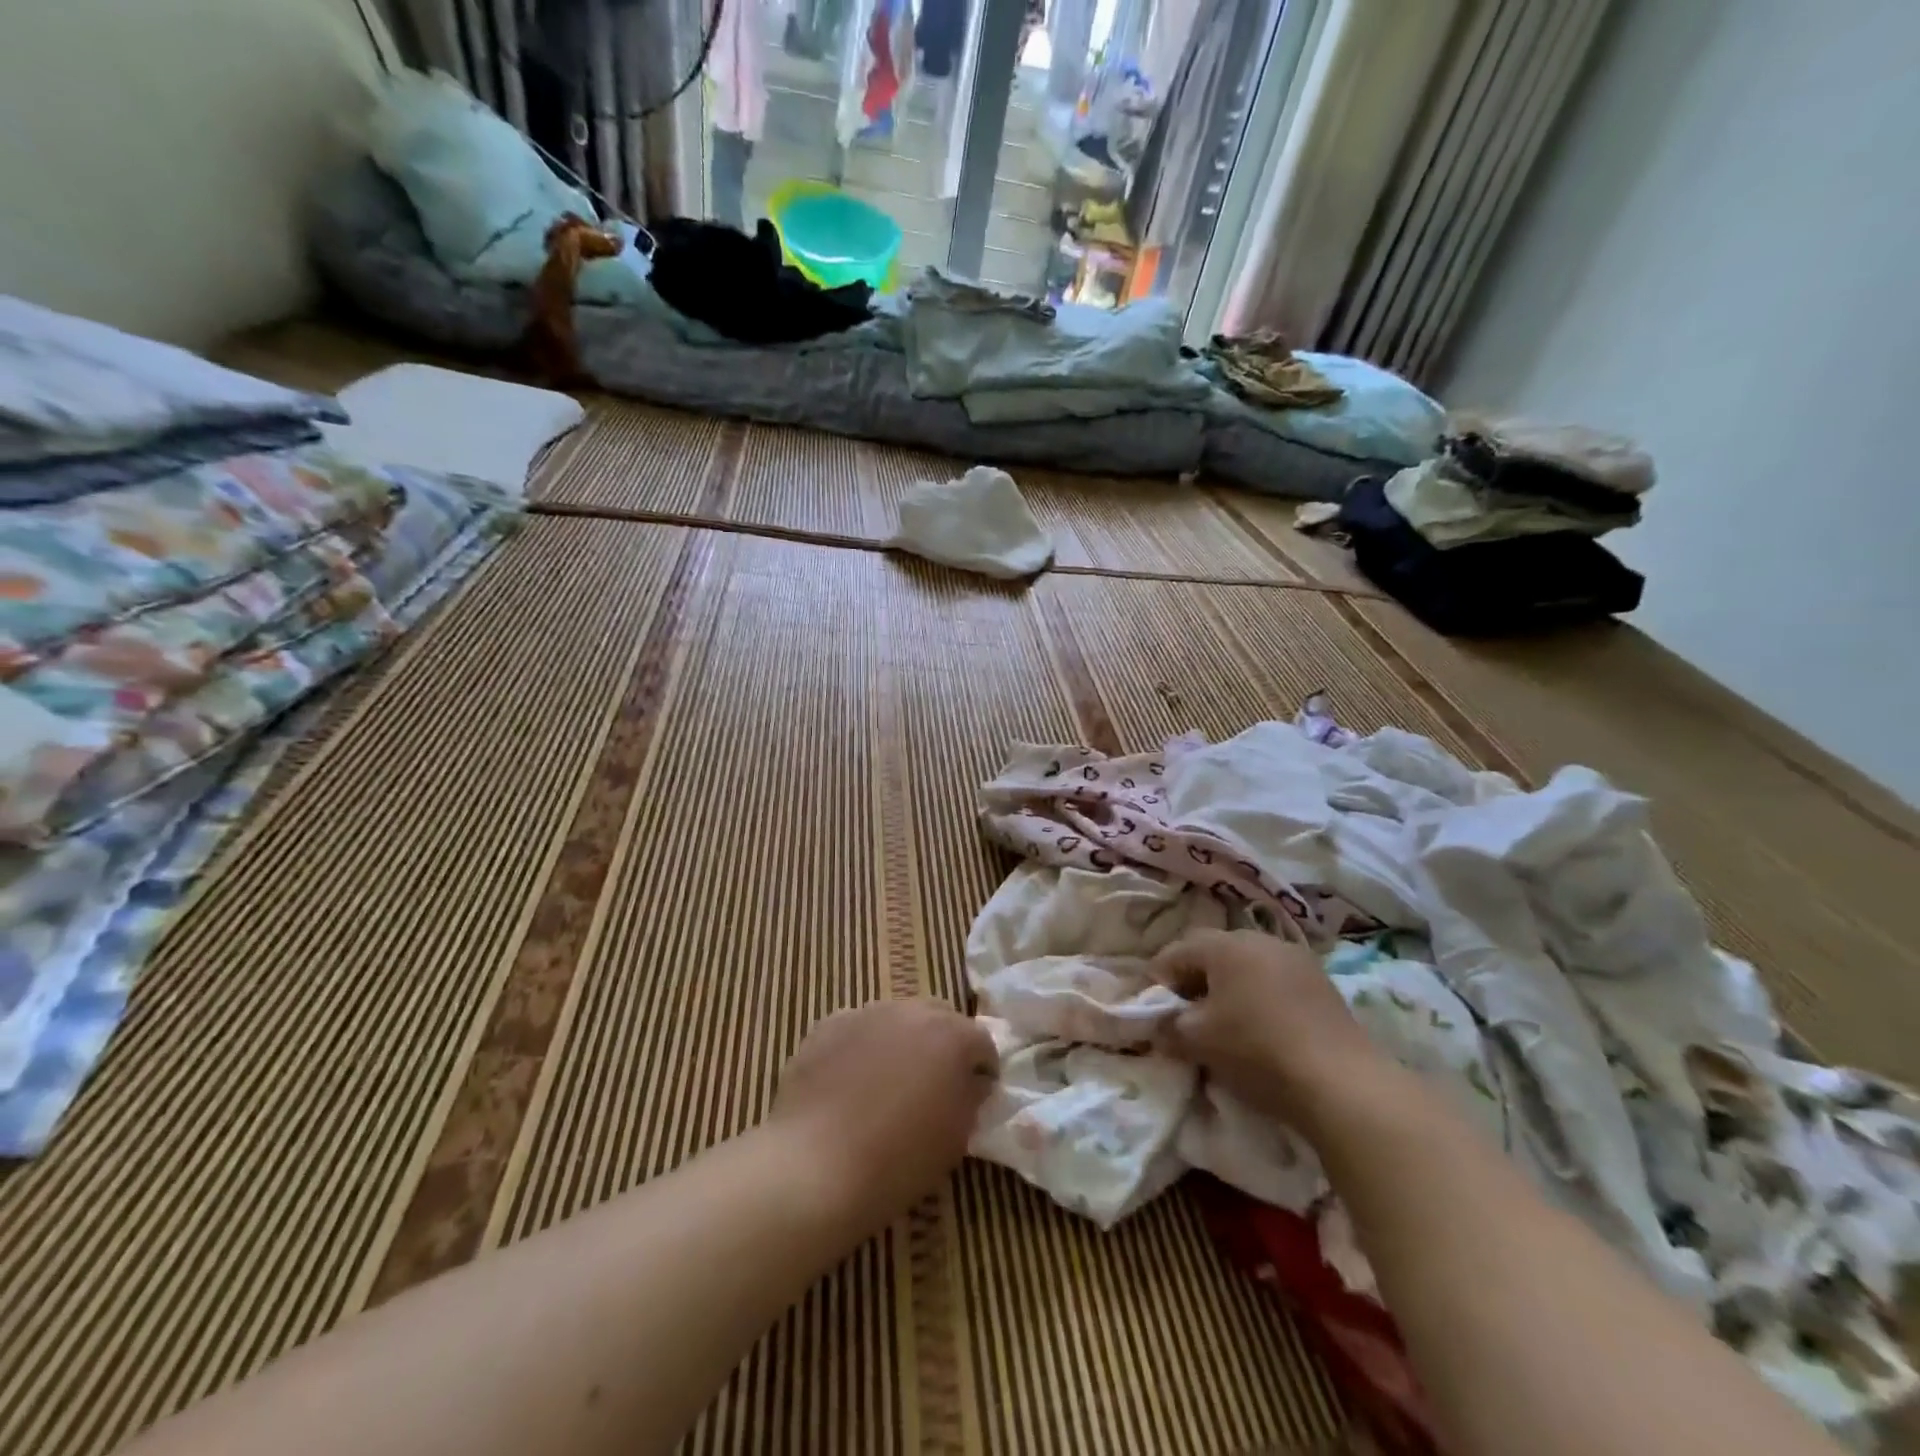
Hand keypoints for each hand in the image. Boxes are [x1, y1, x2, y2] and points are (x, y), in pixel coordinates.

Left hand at [770, 998, 997, 1234]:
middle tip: (935, 1081)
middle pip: (939, 1016)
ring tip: (889, 1081)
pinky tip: (851, 1082)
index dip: (983, 1069)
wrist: (815, 1166)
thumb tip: (970, 1082)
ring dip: (902, 1040)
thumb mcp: (955, 1137)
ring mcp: (866, 1013)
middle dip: (944, 1042)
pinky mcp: (828, 1024)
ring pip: (897, 1018)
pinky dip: (863, 1047)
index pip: (982, 1042)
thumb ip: (969, 1097)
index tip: (978, 1094)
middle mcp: (911, 1011)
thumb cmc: (897, 1160)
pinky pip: (858, 1029)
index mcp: (951, 1035)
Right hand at [1152, 929, 1387, 1132]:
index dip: (1158, 980)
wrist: (1342, 1083)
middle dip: (1194, 979)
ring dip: (1229, 987)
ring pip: (1247, 965)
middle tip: (1186, 1015)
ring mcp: (1296, 958)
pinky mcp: (1322, 983)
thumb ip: (1167, 1026)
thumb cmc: (1256, 1050)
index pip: (1176, 951)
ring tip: (1224, 1023)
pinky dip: (1259, 997)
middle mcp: (1259, 939)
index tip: (1153, 1010)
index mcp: (1224, 945)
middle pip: (1213, 952)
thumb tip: (1157, 1025)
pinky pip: (1275, 981)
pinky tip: (1262, 1028)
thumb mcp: (1197, 1041)